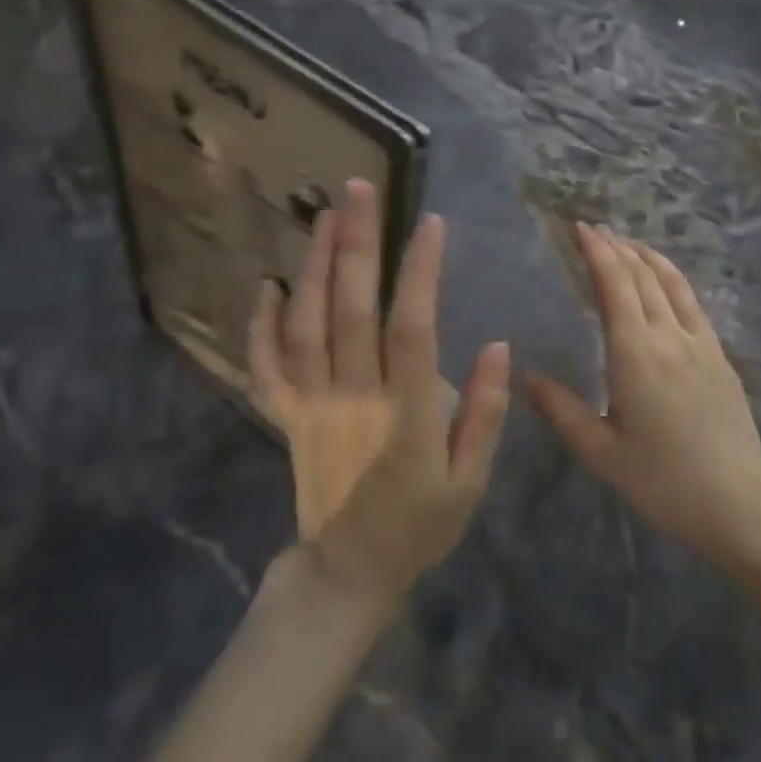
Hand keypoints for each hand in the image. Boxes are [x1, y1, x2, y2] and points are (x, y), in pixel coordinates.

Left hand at [249, 179, 510, 608]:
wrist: (349, 573)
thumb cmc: (420, 525)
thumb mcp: (471, 482)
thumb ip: (486, 414)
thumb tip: (499, 345)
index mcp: (406, 415)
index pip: (412, 331)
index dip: (421, 274)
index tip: (432, 224)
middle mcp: (354, 399)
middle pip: (351, 311)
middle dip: (358, 245)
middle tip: (359, 188)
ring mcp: (313, 406)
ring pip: (307, 326)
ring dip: (315, 266)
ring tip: (325, 215)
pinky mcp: (287, 416)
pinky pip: (266, 367)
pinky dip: (261, 325)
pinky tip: (270, 283)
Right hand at [526, 223, 760, 566]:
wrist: (739, 504)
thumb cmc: (663, 481)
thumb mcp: (602, 453)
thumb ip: (562, 411)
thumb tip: (526, 377)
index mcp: (635, 354)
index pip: (615, 286)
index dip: (597, 253)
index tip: (580, 228)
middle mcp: (669, 337)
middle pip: (642, 277)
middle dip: (616, 248)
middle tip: (595, 230)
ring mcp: (700, 343)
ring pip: (672, 283)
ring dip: (647, 256)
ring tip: (627, 243)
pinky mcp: (720, 356)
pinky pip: (692, 303)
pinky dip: (673, 279)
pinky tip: (665, 281)